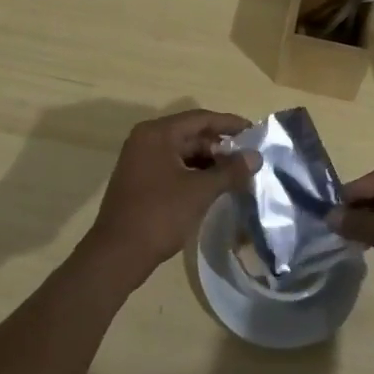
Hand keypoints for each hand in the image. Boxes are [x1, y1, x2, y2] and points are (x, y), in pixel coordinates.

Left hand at [83, 109, 257, 288]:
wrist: (117, 255)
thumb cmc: (159, 215)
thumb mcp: (199, 191)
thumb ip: (229, 171)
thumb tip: (256, 156)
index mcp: (157, 133)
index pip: (200, 119)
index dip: (229, 124)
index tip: (255, 132)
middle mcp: (146, 139)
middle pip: (191, 134)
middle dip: (220, 146)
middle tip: (249, 158)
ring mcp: (141, 160)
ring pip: (182, 152)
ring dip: (208, 161)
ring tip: (236, 174)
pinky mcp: (140, 180)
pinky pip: (173, 167)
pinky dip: (194, 173)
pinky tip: (213, 186)